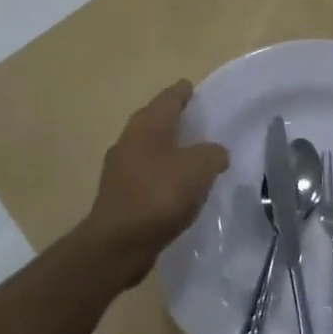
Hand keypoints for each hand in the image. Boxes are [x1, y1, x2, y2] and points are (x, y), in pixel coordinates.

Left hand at [84, 81, 228, 284]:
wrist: (117, 244)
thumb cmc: (159, 195)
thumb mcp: (199, 168)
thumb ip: (213, 154)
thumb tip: (215, 154)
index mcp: (147, 125)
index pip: (169, 97)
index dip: (184, 91)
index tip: (195, 89)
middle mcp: (129, 140)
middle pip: (156, 121)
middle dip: (176, 120)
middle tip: (200, 122)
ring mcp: (120, 168)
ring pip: (151, 148)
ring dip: (170, 149)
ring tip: (194, 156)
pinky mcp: (120, 194)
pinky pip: (147, 174)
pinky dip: (163, 174)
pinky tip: (179, 187)